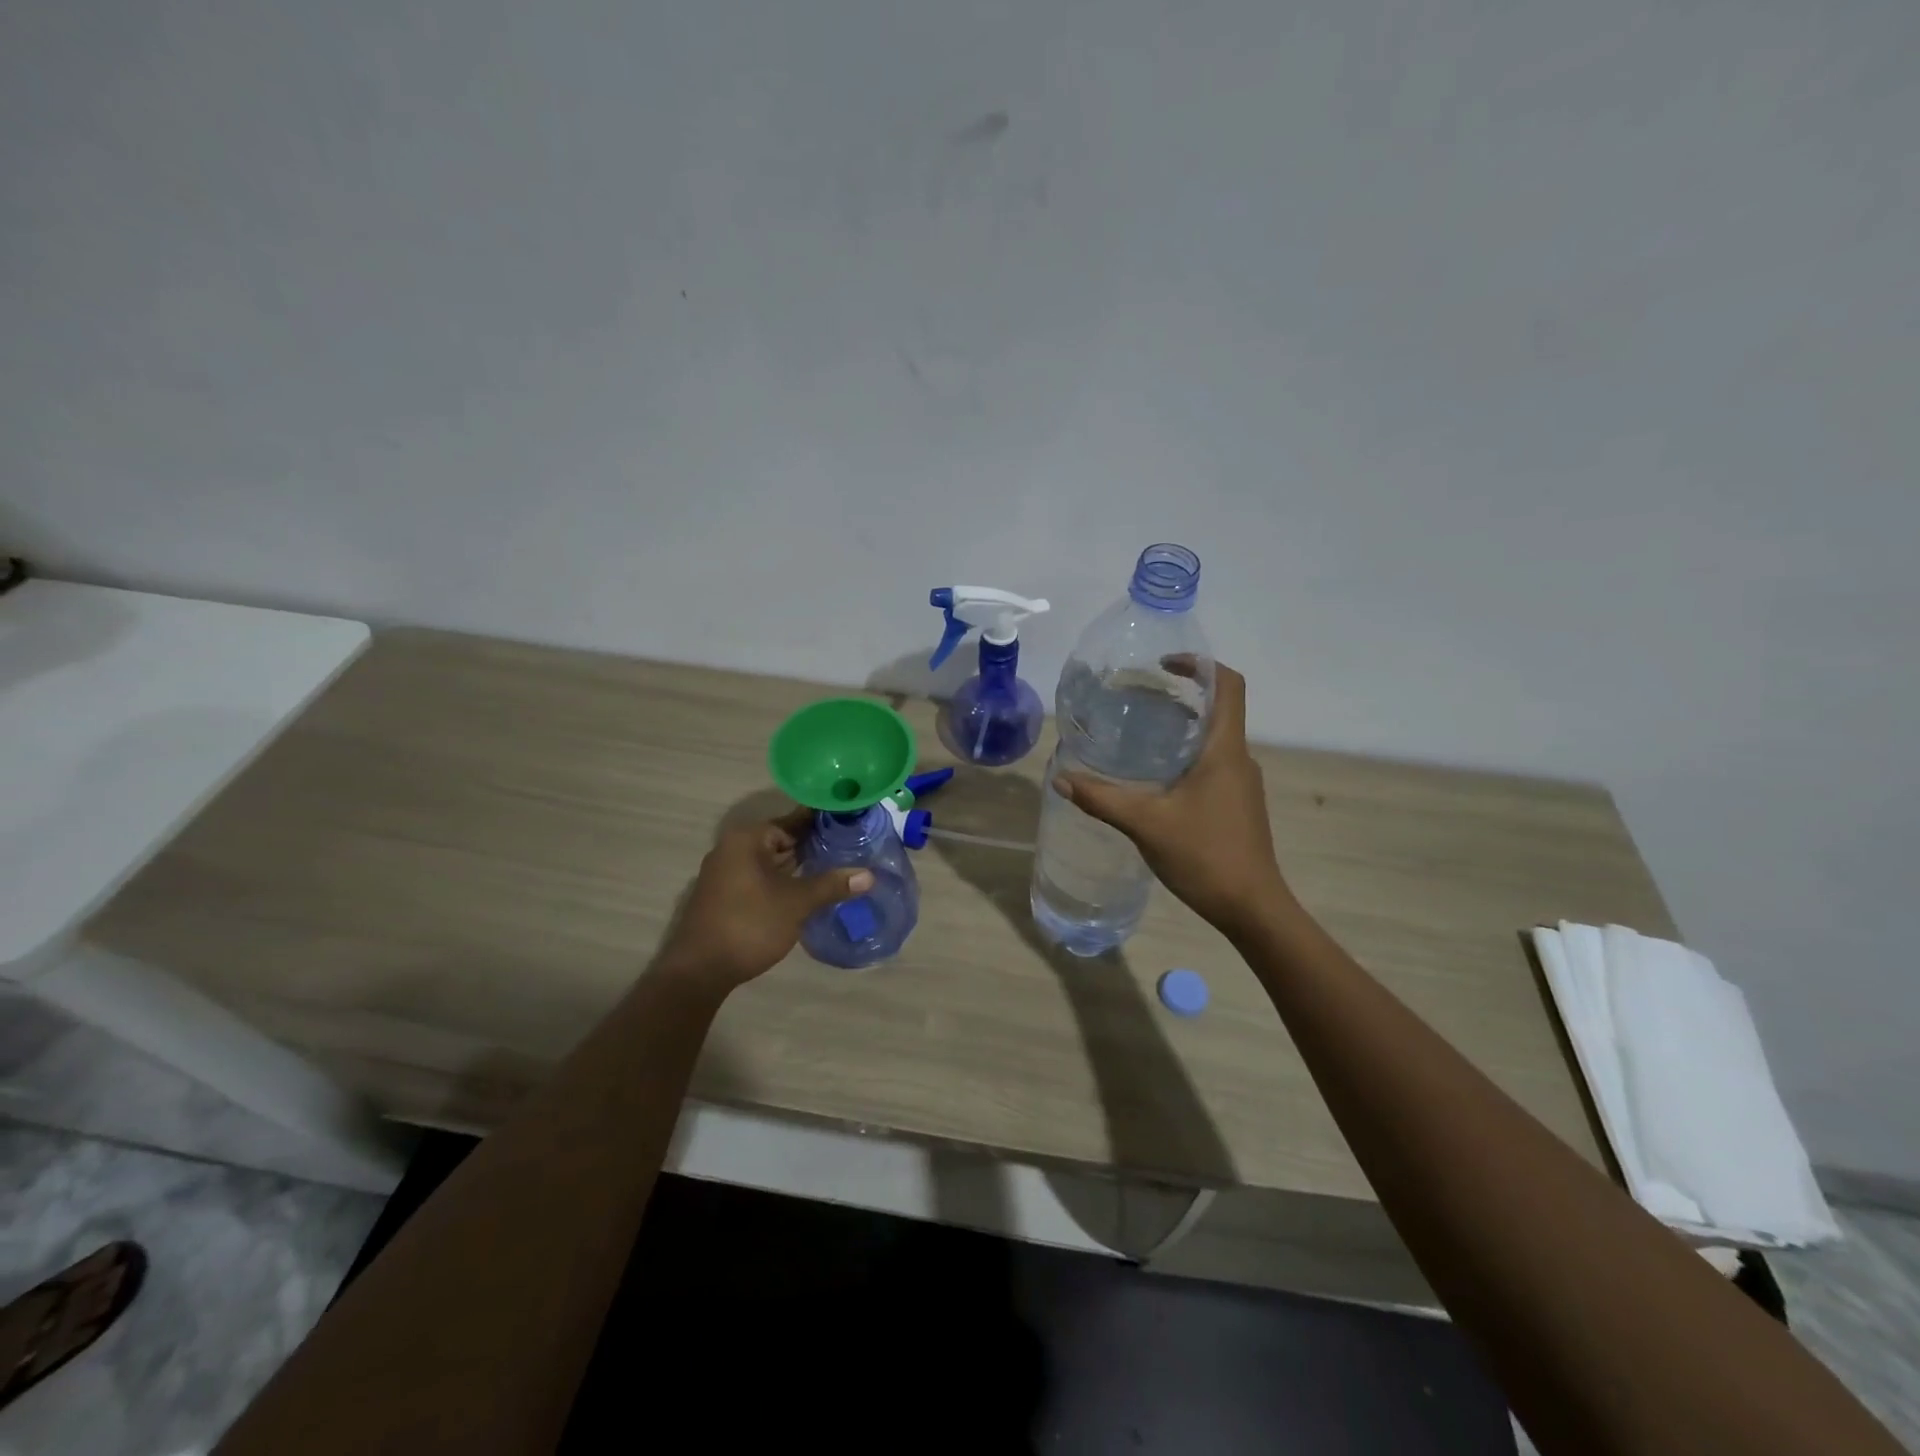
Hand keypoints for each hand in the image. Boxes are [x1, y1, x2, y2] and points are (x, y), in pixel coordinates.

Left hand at [655, 808, 873, 992]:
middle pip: (782, 839)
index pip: (793, 820)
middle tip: (851, 848)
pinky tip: (806, 890)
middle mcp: (733, 848)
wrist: (699, 971)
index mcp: (748, 839)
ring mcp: (725, 873)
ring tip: (835, 868)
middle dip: (813, 845)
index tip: (851, 823)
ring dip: (798, 866)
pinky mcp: (724, 895)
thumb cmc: (749, 925)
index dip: (823, 822)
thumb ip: (831, 885)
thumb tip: (869, 875)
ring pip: (771, 861)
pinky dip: (782, 880)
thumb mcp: (796, 903)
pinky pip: (760, 877)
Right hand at [1054, 663, 1288, 938]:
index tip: (1163, 664)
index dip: (1200, 665)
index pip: (1229, 685)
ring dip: (1182, 727)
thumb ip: (1102, 799)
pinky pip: (1212, 763)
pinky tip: (1155, 777)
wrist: (1252, 908)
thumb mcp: (1146, 824)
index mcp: (1225, 750)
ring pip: (1213, 738)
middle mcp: (1238, 758)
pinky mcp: (1237, 804)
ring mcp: (1241, 783)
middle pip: (1217, 708)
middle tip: (1136, 697)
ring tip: (1139, 732)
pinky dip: (1186, 755)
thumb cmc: (1205, 855)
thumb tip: (1061, 778)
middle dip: (1180, 695)